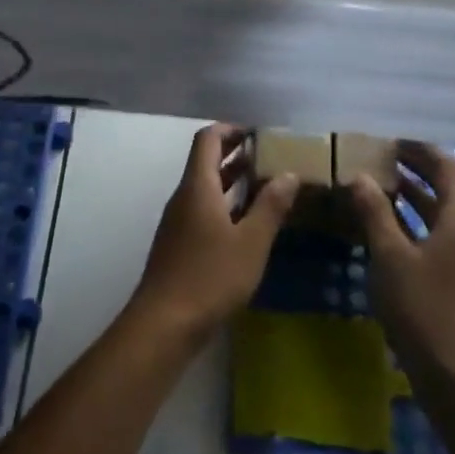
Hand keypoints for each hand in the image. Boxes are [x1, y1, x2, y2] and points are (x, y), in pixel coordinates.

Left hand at [128, 124, 298, 342]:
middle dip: (235, 153)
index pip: (207, 139)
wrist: (164, 323)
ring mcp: (178, 221)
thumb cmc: (210, 277)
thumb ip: (271, 206)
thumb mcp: (251, 242)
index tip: (259, 134)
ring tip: (266, 183)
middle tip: (269, 156)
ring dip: (232, 180)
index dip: (231, 129)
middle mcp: (184, 197)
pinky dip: (225, 205)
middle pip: (205, 161)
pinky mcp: (179, 244)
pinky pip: (203, 210)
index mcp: (198, 186)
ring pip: (205, 188)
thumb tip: (289, 174)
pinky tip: (248, 223)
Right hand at [349, 140, 454, 389]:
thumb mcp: (391, 257)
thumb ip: (375, 213)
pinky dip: (409, 223)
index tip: (388, 142)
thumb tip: (359, 176)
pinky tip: (381, 228)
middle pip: (444, 187)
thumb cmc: (424, 309)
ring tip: (373, 186)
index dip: (419, 150)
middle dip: (413, 170)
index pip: (446, 166)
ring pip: (437, 213)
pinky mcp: (454, 278)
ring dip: (409, 196)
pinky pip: (432, 235)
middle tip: (376, 159)